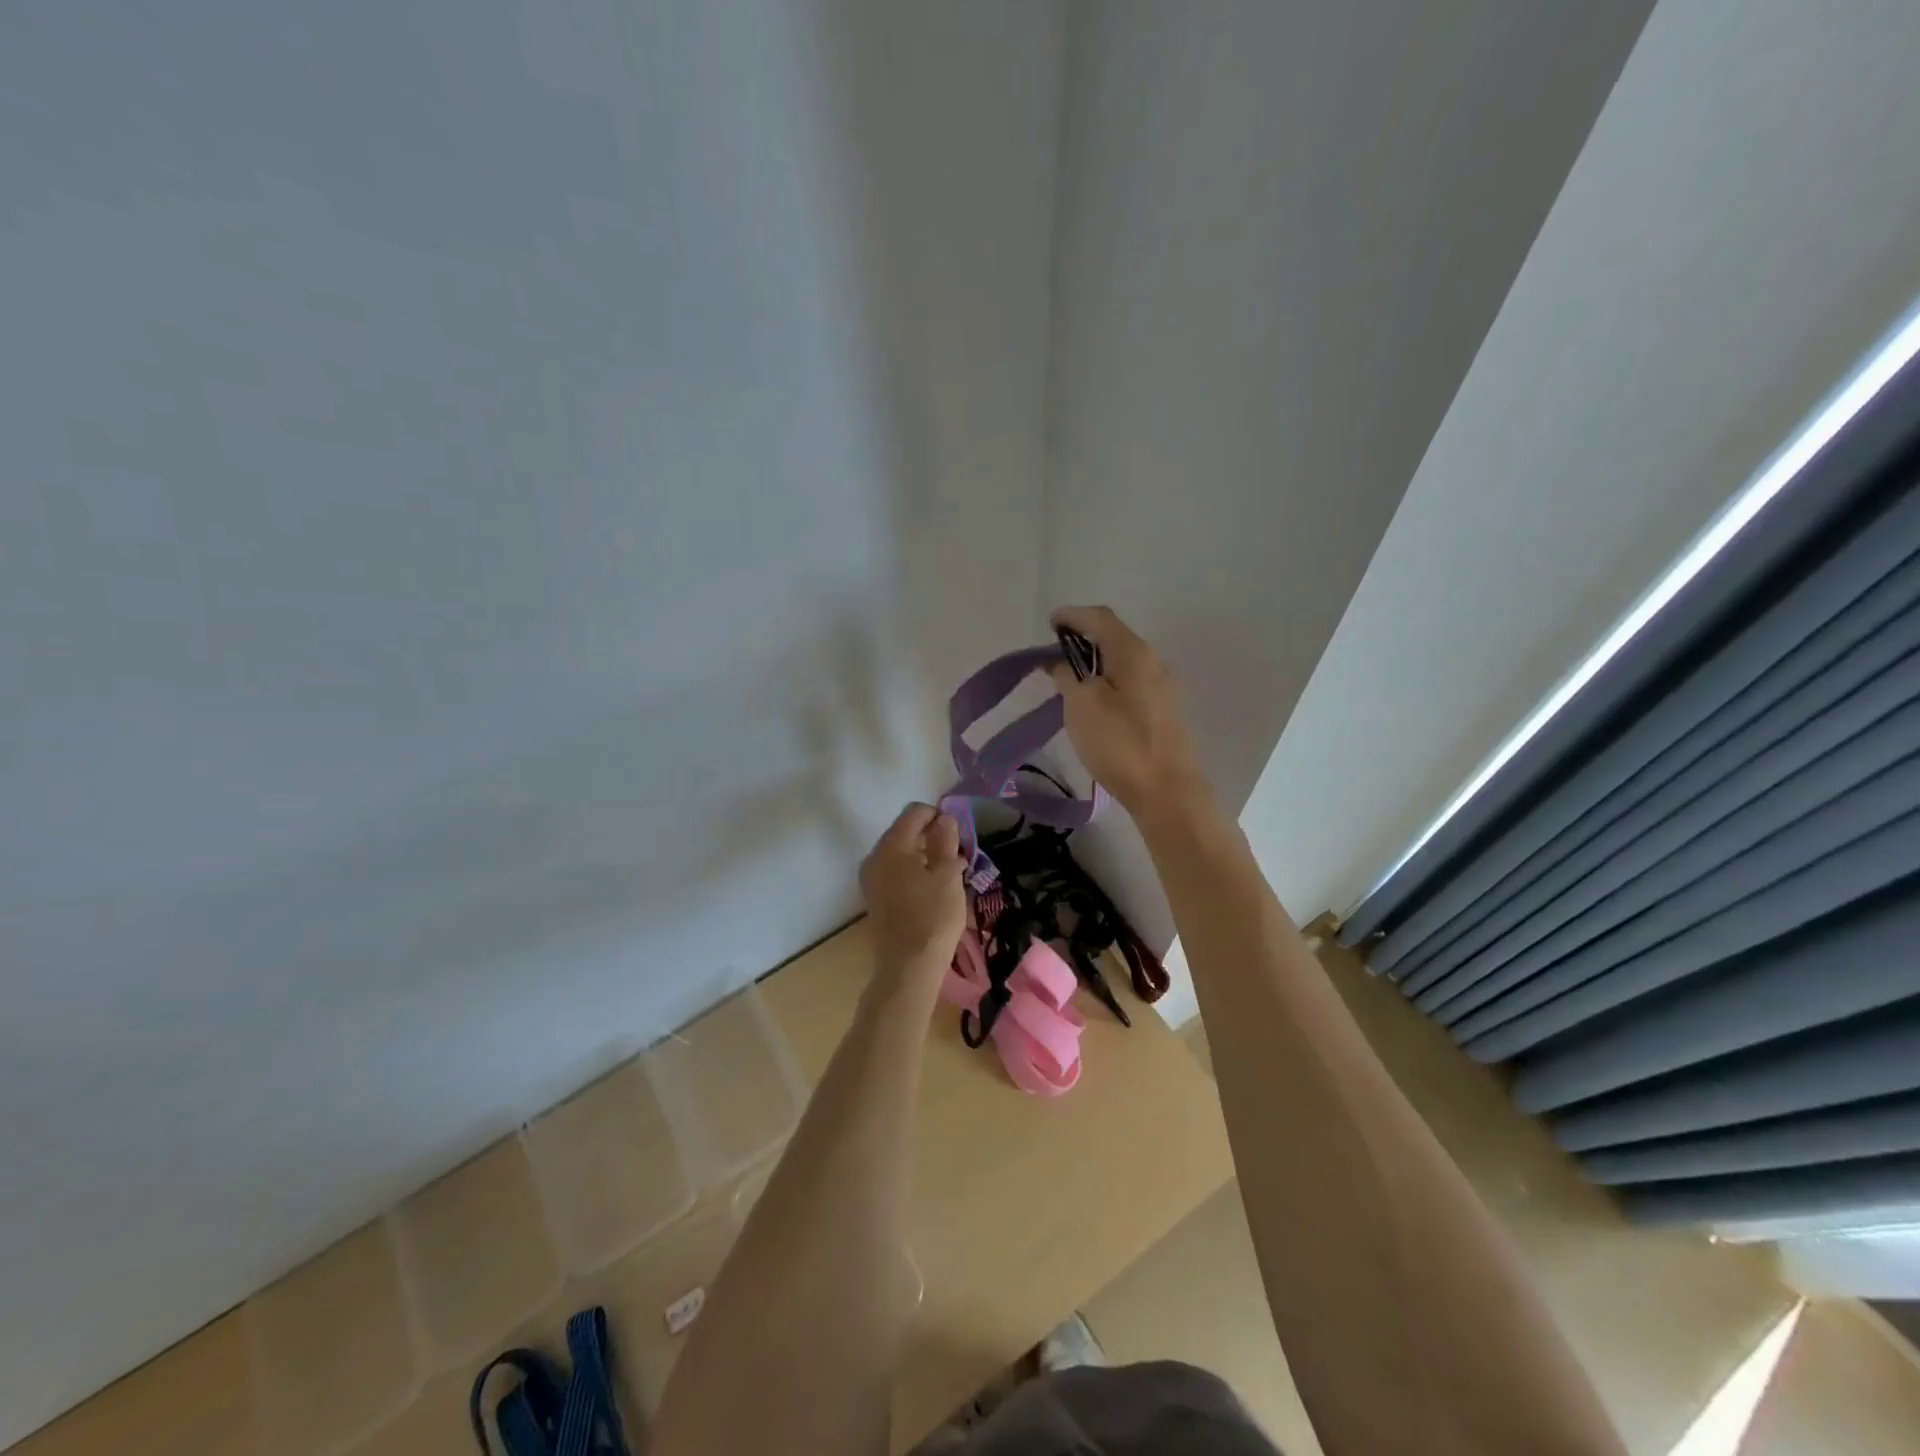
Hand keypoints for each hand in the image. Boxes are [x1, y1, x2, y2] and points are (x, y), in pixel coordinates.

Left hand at [859, 804, 967, 985]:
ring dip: (926, 855)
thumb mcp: (947, 873)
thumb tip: (944, 819)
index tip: (959, 833)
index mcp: (892, 845)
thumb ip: (945, 840)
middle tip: (958, 853)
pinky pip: (896, 872)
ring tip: (952, 872)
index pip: (914, 812)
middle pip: (905, 831)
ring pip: (902, 853)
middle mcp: (875, 856)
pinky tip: (935, 887)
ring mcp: (872, 878)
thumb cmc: (933, 915)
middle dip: (933, 836)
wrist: (908, 966)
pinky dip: (915, 871)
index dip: (938, 815)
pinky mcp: (875, 897)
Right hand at [1048, 605, 1212, 822]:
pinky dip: (1107, 681)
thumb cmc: (1120, 742)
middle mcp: (1152, 661)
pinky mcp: (1162, 712)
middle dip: (1083, 639)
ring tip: (1069, 678)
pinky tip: (1094, 701)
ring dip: (1095, 662)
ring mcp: (1161, 687)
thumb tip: (1063, 664)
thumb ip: (1068, 676)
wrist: (1166, 790)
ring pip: (1122, 662)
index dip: (1072, 616)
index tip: (1050, 623)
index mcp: (1133, 652)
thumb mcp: (1081, 704)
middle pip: (1114, 637)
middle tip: (1055, 653)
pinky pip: (1129, 683)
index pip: (1100, 618)